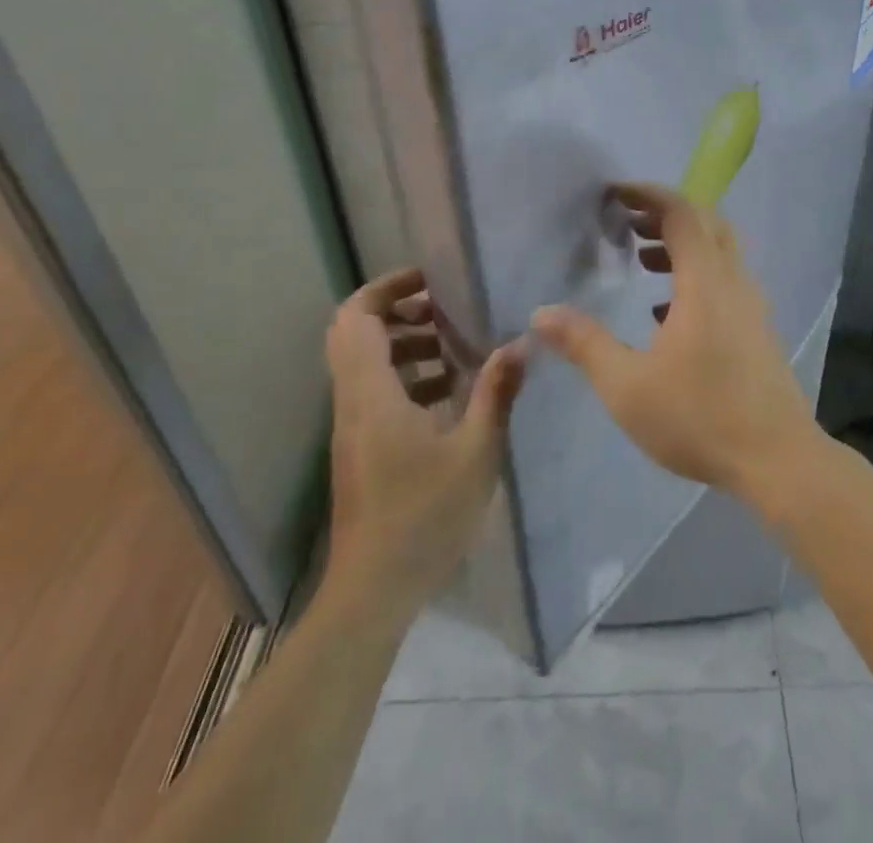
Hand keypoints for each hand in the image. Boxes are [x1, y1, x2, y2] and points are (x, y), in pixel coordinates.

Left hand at [323, 268, 523, 617]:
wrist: (372, 592)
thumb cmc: (423, 517)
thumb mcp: (475, 452)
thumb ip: (496, 392)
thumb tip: (519, 343)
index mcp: (372, 394)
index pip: (356, 318)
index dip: (387, 288)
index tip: (431, 280)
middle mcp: (354, 402)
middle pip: (354, 333)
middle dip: (398, 311)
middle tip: (446, 310)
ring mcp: (353, 427)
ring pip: (365, 362)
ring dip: (405, 344)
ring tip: (456, 349)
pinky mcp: (361, 448)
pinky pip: (375, 391)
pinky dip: (406, 376)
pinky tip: (450, 394)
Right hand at [531, 182, 816, 497]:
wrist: (777, 459)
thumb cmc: (699, 417)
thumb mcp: (628, 385)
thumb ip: (585, 343)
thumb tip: (541, 313)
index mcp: (705, 282)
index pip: (682, 213)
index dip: (649, 194)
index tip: (615, 192)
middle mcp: (734, 282)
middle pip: (706, 223)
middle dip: (665, 213)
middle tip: (627, 221)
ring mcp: (752, 305)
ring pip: (720, 251)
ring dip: (682, 243)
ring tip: (642, 258)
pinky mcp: (758, 329)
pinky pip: (726, 280)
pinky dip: (696, 274)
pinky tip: (667, 310)